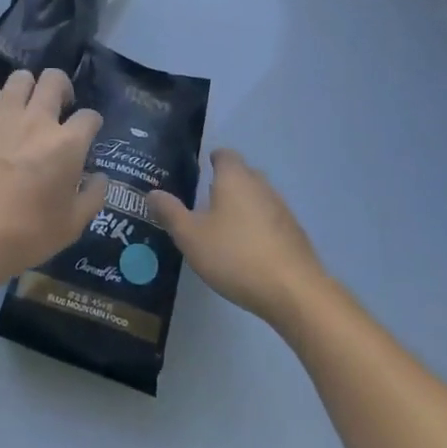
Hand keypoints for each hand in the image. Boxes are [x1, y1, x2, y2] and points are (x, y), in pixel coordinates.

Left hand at [0, 69, 104, 298]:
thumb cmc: (24, 235)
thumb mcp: (71, 226)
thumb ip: (93, 196)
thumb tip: (99, 176)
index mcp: (67, 144)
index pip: (89, 115)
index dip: (92, 123)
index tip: (88, 133)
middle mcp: (37, 119)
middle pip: (55, 79)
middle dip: (63, 88)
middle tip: (60, 108)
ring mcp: (3, 116)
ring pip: (21, 78)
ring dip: (30, 88)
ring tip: (28, 108)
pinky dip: (3, 104)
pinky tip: (1, 124)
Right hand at [149, 149, 327, 326]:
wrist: (294, 292)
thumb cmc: (235, 256)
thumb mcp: (191, 236)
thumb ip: (170, 213)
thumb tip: (152, 193)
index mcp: (235, 179)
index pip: (225, 155)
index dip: (212, 159)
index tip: (199, 170)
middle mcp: (261, 186)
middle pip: (242, 174)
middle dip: (225, 183)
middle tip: (203, 200)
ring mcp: (282, 210)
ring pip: (257, 198)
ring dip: (241, 206)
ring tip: (222, 227)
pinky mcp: (294, 234)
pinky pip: (269, 220)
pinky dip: (256, 227)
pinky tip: (245, 249)